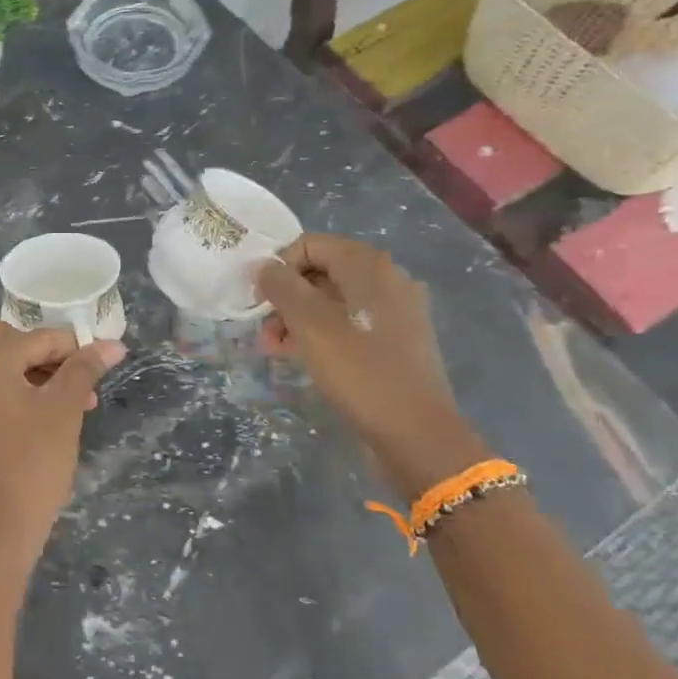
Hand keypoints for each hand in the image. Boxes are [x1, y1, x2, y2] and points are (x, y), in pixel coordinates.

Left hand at [0, 323, 125, 585]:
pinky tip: (42, 419)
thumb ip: (84, 370)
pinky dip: (14, 395)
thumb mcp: (64, 411)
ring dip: (34, 377)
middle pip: (9, 344)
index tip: (103, 362)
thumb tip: (112, 343)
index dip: (74, 347)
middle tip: (79, 381)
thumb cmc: (33, 464)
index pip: (38, 337)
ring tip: (73, 404)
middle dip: (47, 357)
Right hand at [256, 234, 486, 497]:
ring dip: (298, 318)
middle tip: (265, 330)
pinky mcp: (397, 341)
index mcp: (369, 265)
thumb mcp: (309, 324)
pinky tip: (303, 357)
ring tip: (276, 348)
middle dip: (286, 297)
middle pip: (321, 271)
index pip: (310, 244)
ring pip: (333, 300)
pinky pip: (350, 323)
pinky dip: (322, 334)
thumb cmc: (359, 370)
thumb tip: (265, 268)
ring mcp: (396, 311)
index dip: (278, 267)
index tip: (260, 301)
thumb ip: (281, 287)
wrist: (416, 433)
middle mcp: (387, 279)